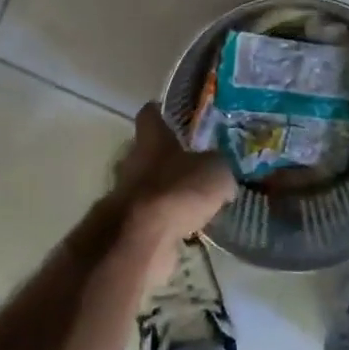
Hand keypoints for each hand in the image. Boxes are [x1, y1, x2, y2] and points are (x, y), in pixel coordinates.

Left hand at [111, 103, 235, 242]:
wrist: (142, 237)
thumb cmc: (177, 190)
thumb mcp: (215, 171)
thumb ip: (219, 166)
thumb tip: (221, 171)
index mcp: (152, 139)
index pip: (150, 114)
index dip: (161, 111)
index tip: (175, 113)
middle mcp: (134, 161)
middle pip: (148, 151)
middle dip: (168, 157)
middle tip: (196, 163)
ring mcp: (127, 194)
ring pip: (149, 185)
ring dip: (167, 191)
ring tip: (196, 200)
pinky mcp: (129, 225)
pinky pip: (151, 216)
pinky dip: (166, 220)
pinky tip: (188, 228)